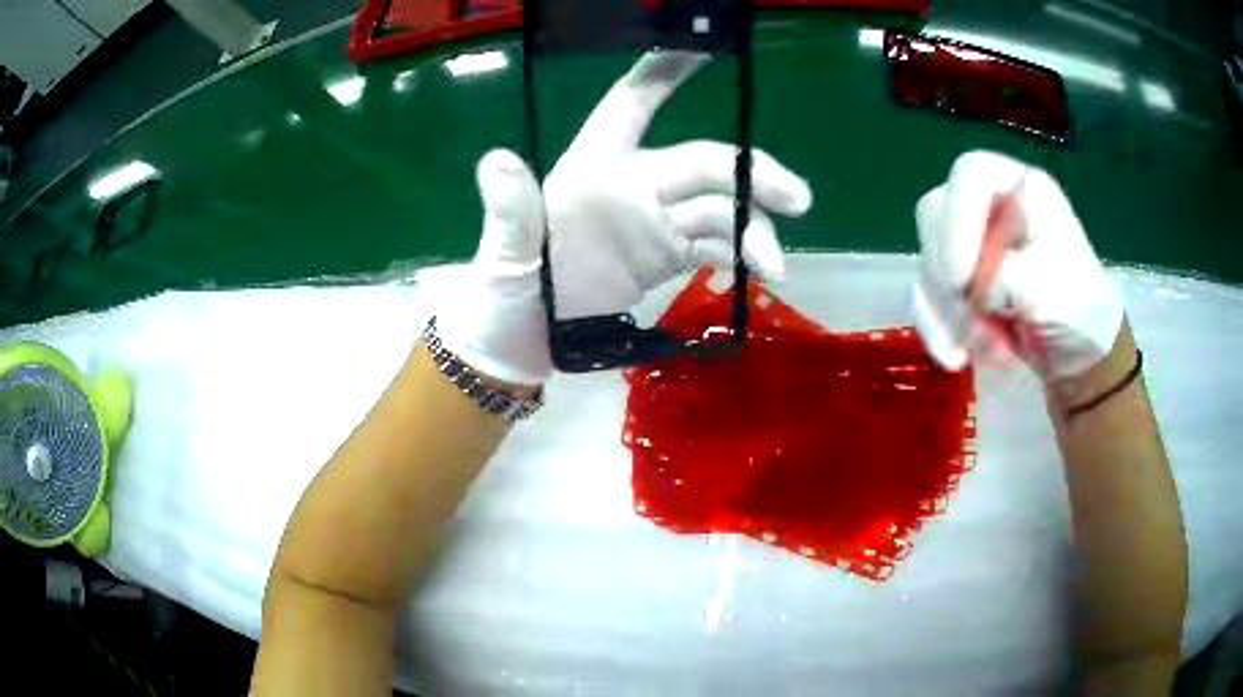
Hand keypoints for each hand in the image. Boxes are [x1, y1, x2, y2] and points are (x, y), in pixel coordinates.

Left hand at [438, 52, 812, 385]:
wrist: (522, 342)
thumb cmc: (505, 291)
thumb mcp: (504, 255)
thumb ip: (512, 211)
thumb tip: (496, 160)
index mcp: (590, 167)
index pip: (630, 105)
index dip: (663, 75)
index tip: (703, 49)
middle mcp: (632, 183)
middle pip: (703, 162)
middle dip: (751, 173)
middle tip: (796, 198)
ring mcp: (655, 222)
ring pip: (719, 208)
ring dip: (754, 230)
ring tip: (775, 268)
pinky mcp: (667, 257)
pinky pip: (716, 246)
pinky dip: (741, 255)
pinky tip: (761, 274)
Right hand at [911, 150, 1122, 380]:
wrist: (1080, 358)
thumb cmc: (1078, 312)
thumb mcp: (1048, 288)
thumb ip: (1003, 274)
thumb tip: (971, 289)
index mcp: (1021, 189)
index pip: (971, 175)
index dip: (958, 221)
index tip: (963, 281)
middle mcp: (991, 207)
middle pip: (936, 215)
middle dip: (948, 273)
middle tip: (970, 311)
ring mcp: (972, 242)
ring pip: (929, 262)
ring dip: (949, 312)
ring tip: (988, 347)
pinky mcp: (960, 279)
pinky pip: (927, 296)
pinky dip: (938, 329)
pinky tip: (957, 357)